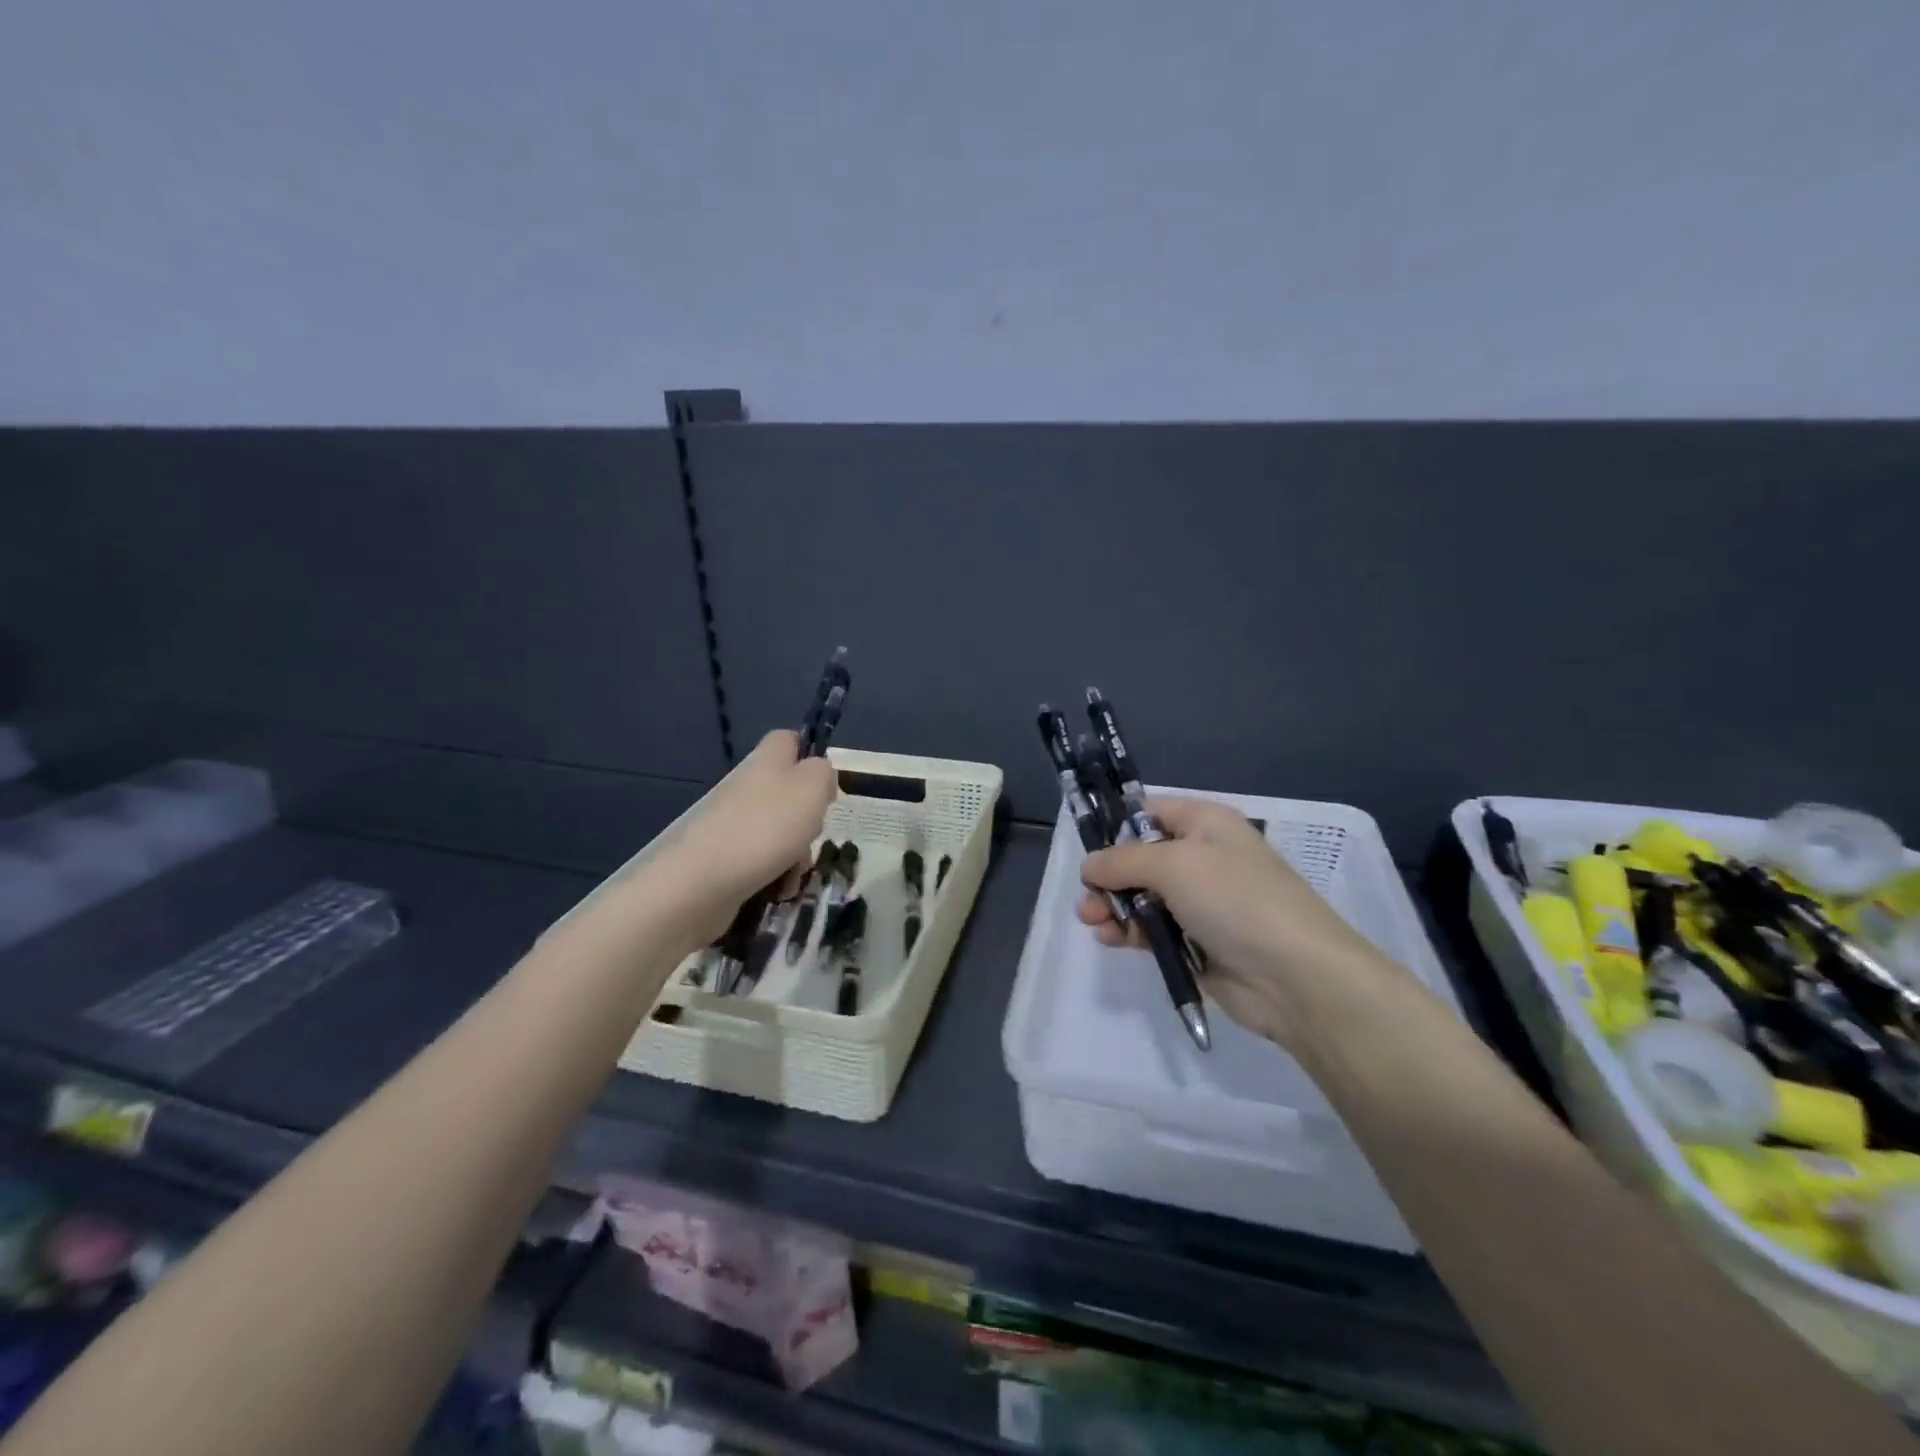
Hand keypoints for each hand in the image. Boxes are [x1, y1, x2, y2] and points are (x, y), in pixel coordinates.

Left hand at [662, 731, 837, 939]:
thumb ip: (824, 773)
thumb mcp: (812, 787)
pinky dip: (778, 874)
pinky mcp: (726, 856)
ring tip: (796, 871)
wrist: (704, 881)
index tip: (826, 784)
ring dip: (798, 853)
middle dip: (810, 817)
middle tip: (814, 832)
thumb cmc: (767, 826)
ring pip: (781, 830)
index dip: (811, 755)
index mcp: (768, 761)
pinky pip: (764, 860)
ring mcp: (735, 822)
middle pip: (790, 792)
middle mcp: (749, 786)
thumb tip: (820, 776)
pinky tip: (781, 889)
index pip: (789, 740)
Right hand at [1078, 796, 1402, 1050]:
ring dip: (1115, 907)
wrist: (1296, 976)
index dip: (1117, 827)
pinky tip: (1113, 940)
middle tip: (1087, 899)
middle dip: (1109, 877)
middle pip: (1140, 858)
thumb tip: (1089, 865)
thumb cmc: (1236, 900)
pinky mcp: (1198, 942)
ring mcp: (1201, 903)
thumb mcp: (1175, 864)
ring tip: (1094, 922)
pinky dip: (1131, 932)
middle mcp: (1203, 858)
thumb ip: (1124, 861)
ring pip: (1143, 896)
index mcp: (1206, 824)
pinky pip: (1155, 930)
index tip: (1088, 850)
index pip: (1151, 813)